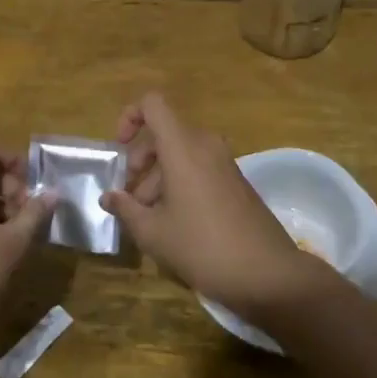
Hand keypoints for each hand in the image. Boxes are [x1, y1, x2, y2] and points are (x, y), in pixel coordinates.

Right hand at [100, 93, 323, 316]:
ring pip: (181, 153)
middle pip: (164, 133)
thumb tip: (108, 197)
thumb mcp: (154, 233)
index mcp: (183, 147)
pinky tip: (174, 222)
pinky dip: (181, 183)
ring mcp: (224, 163)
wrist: (268, 273)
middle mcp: (205, 145)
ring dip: (159, 177)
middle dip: (141, 159)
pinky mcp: (236, 181)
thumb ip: (126, 209)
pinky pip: (199, 168)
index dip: (130, 117)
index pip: (153, 104)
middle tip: (131, 195)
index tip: (119, 148)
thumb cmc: (202, 247)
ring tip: (148, 217)